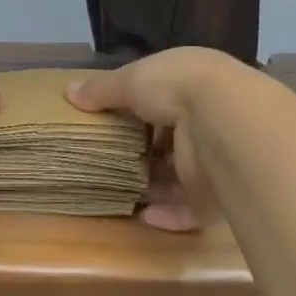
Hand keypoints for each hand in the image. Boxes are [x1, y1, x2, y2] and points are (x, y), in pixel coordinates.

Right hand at [67, 48, 242, 231]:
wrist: (225, 122)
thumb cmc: (174, 87)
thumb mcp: (130, 79)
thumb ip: (101, 90)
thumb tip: (70, 92)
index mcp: (190, 82)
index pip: (162, 96)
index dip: (138, 107)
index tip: (112, 120)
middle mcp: (206, 117)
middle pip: (171, 138)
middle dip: (146, 151)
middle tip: (112, 160)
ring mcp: (213, 157)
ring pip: (181, 175)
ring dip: (155, 185)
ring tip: (121, 192)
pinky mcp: (217, 193)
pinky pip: (191, 209)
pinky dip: (169, 214)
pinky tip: (143, 216)